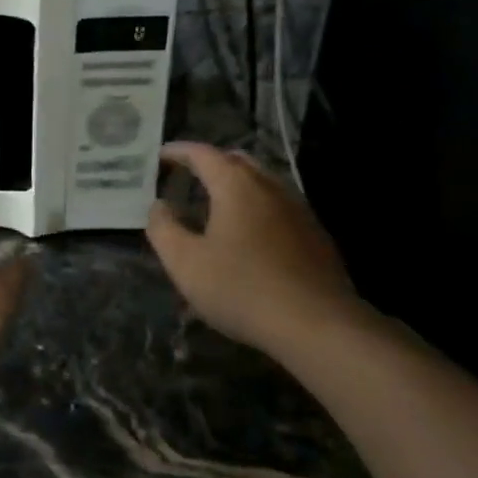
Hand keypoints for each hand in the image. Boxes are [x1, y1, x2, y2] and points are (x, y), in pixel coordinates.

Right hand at [146, 142, 364, 355]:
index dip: (178, 151)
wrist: (318, 326)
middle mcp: (270, 187)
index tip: (159, 156)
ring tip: (214, 205)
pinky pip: (278, 207)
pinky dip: (256, 207)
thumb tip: (159, 206)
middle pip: (237, 161)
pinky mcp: (315, 235)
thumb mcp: (184, 262)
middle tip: (187, 177)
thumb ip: (163, 228)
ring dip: (235, 185)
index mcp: (236, 186)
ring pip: (262, 183)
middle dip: (210, 163)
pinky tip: (248, 235)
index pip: (202, 153)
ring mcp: (298, 210)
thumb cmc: (241, 288)